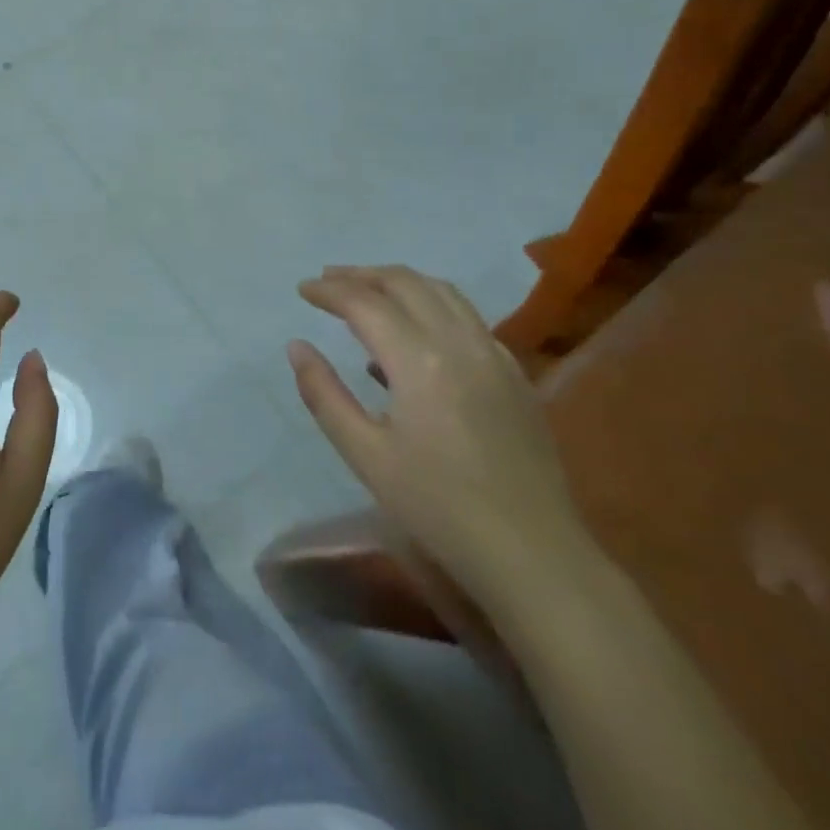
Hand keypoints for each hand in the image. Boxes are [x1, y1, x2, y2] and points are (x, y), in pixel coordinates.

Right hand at [290, 264, 587, 592]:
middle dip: (361, 274)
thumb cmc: (437, 507)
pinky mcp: (514, 373)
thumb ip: (324, 393)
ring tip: (367, 290)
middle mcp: (459, 341)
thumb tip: (297, 346)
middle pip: (405, 282)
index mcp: (418, 360)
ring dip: (399, 281)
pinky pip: (467, 317)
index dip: (329, 290)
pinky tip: (415, 332)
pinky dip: (432, 305)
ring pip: (442, 291)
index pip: (364, 302)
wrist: (532, 555)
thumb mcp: (365, 454)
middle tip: (327, 281)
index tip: (302, 289)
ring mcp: (494, 354)